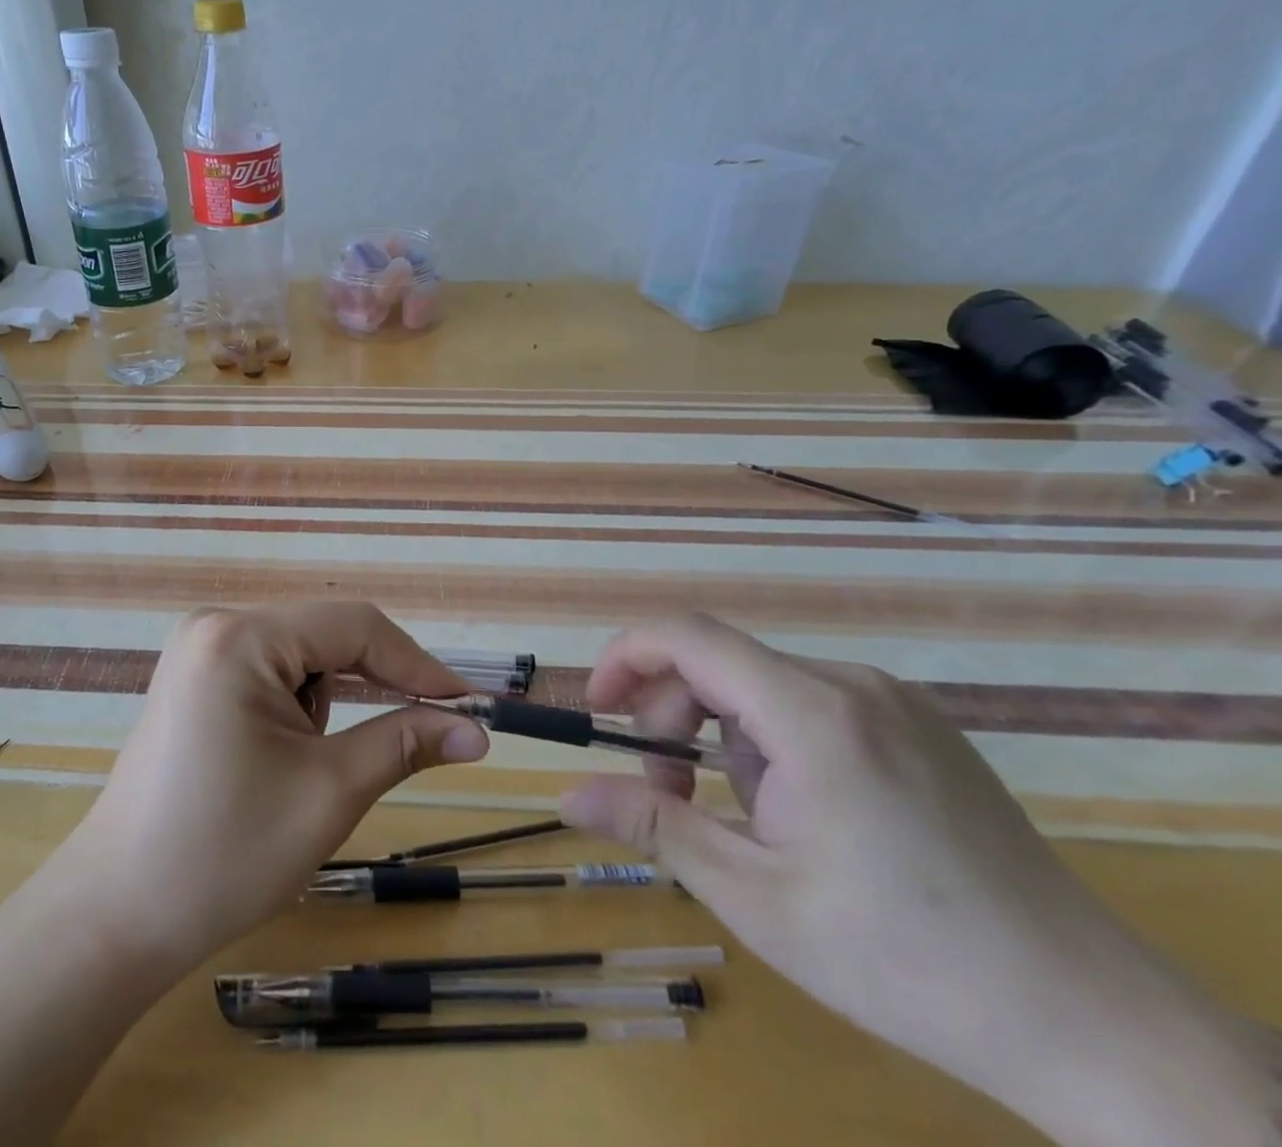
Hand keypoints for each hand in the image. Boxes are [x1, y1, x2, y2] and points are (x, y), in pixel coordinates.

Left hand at [53, 602, 488, 972]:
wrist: (118, 913)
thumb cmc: (225, 854)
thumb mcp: (328, 793)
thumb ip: (405, 743)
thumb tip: (477, 730)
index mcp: (240, 637)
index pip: (353, 626)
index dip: (418, 664)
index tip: (470, 706)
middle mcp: (216, 623)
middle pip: (325, 634)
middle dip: (377, 684)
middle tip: (427, 733)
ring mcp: (200, 646)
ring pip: (300, 654)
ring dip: (332, 700)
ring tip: (314, 767)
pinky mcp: (195, 673)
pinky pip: (270, 669)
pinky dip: (300, 703)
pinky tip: (287, 754)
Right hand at [559, 614, 1276, 1146]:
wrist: (1092, 1024)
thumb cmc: (904, 959)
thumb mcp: (755, 897)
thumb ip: (654, 825)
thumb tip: (567, 794)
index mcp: (813, 713)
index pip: (687, 635)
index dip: (624, 657)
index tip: (597, 711)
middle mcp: (853, 685)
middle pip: (722, 664)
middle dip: (674, 719)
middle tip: (673, 798)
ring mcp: (894, 702)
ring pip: (763, 688)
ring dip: (725, 741)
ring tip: (751, 824)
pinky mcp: (919, 727)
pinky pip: (811, 706)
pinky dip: (774, 744)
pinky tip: (807, 815)